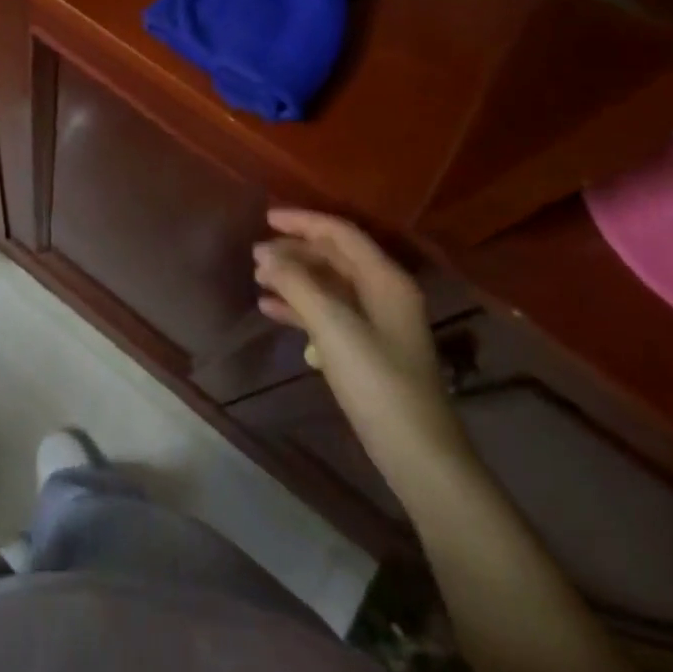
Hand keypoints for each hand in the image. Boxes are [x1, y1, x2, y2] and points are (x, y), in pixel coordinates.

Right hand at [254, 209, 467, 485]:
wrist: (416, 454)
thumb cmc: (378, 382)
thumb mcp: (333, 326)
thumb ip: (296, 284)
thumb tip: (264, 255)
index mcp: (385, 279)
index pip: (341, 233)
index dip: (303, 221)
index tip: (266, 217)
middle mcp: (383, 293)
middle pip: (334, 257)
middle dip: (295, 251)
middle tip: (256, 254)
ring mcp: (376, 322)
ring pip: (328, 285)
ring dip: (294, 278)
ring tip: (258, 279)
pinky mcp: (366, 349)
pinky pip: (328, 313)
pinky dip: (299, 307)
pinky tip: (269, 310)